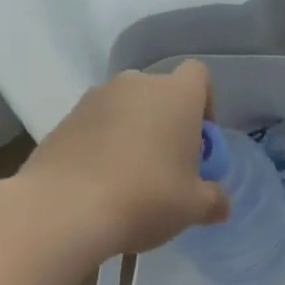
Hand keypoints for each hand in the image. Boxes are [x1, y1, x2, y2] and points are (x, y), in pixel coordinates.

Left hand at [16, 61, 229, 255]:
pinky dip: (100, 145)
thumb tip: (221, 204)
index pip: (198, 75)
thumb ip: (213, 200)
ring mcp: (95, 98)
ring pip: (125, 109)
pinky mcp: (63, 120)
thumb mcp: (192, 207)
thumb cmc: (145, 197)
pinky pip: (94, 126)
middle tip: (166, 165)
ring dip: (131, 133)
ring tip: (128, 178)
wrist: (63, 210)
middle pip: (160, 93)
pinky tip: (97, 184)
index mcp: (177, 94)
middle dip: (165, 122)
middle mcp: (137, 84)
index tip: (199, 141)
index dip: (204, 103)